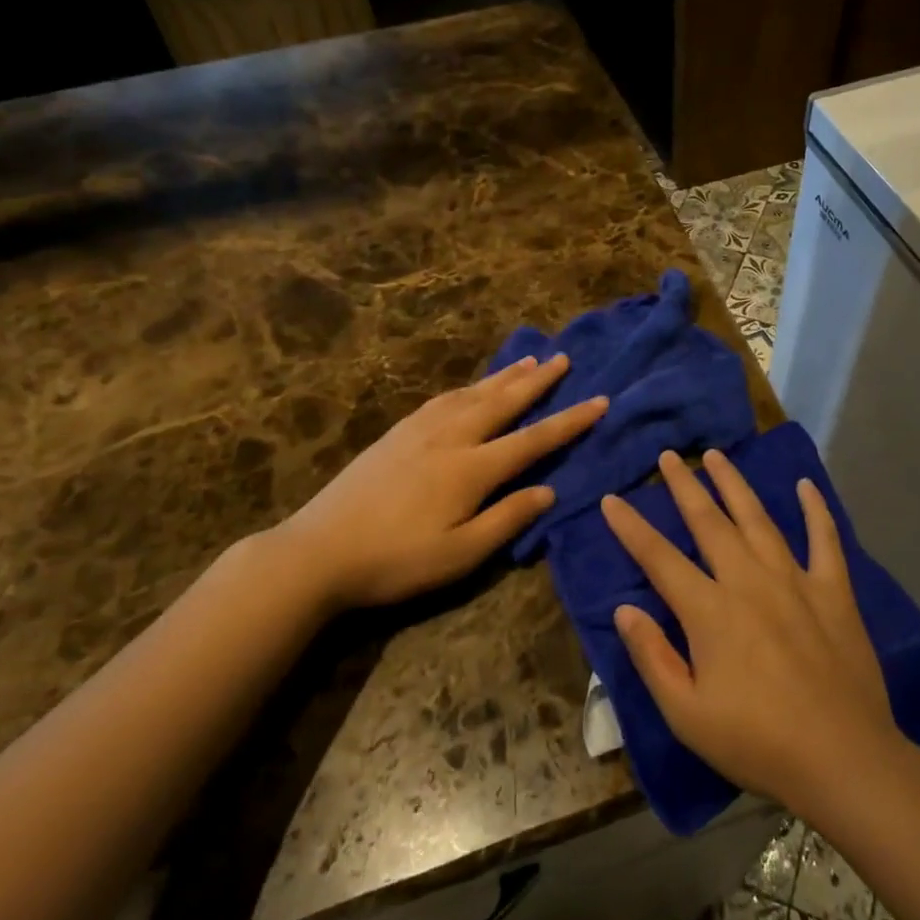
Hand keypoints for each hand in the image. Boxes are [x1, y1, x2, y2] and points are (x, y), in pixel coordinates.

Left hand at [274, 353, 606, 610]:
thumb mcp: (460, 555)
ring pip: (473, 393)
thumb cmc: (395, 561)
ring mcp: (420, 431)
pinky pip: (443, 398)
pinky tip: (471, 387)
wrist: (319, 551)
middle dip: (537, 380)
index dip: (570, 421)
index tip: (601, 400)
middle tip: (563, 358)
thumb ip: (507, 519)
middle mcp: (451, 437)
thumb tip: (548, 491)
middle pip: (503, 401)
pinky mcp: (396, 433)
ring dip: (504, 376)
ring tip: (528, 360)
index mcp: (472, 469)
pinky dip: (468, 386)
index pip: (534, 439)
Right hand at [602, 448, 899, 816]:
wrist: (844, 759)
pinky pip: (825, 539)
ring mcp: (795, 580)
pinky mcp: (834, 590)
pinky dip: (815, 510)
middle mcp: (749, 581)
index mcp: (710, 611)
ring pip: (758, 518)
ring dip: (734, 484)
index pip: (659, 558)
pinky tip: (806, 486)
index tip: (611, 499)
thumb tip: (624, 608)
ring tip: (717, 455)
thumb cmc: (758, 742)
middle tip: (667, 456)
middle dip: (684, 486)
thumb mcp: (688, 714)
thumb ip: (653, 656)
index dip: (631, 527)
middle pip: (709, 522)